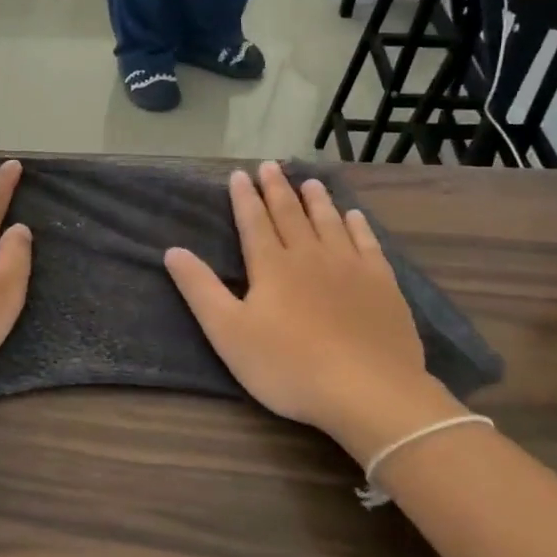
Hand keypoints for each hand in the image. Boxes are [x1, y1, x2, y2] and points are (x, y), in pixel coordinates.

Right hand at [164, 162, 465, 465]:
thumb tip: (173, 251)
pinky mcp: (382, 285)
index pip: (254, 222)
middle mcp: (310, 256)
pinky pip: (368, 244)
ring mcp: (351, 267)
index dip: (245, 198)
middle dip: (277, 189)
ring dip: (317, 200)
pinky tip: (355, 217)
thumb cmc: (288, 366)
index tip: (239, 174)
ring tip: (309, 182)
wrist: (368, 391)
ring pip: (329, 222)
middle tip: (270, 166)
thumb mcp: (228, 333)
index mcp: (272, 266)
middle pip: (291, 214)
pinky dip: (358, 226)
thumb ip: (200, 289)